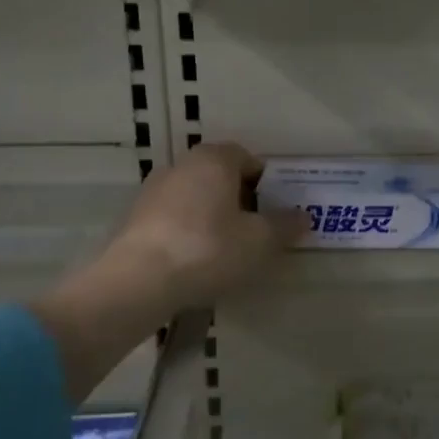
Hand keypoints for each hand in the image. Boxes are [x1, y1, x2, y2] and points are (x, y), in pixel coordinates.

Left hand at [97, 143, 306, 313]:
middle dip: (239, 198)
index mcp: (214, 160)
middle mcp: (181, 165)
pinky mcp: (134, 219)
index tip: (275, 209)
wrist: (137, 281)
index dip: (265, 181)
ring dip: (212, 216)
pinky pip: (173, 219)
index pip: (247, 157)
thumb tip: (304, 216)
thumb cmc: (209, 249)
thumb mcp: (260, 241)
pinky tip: (195, 262)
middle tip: (256, 230)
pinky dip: (188, 232)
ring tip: (227, 250)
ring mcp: (152, 191)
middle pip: (219, 176)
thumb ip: (284, 225)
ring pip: (195, 197)